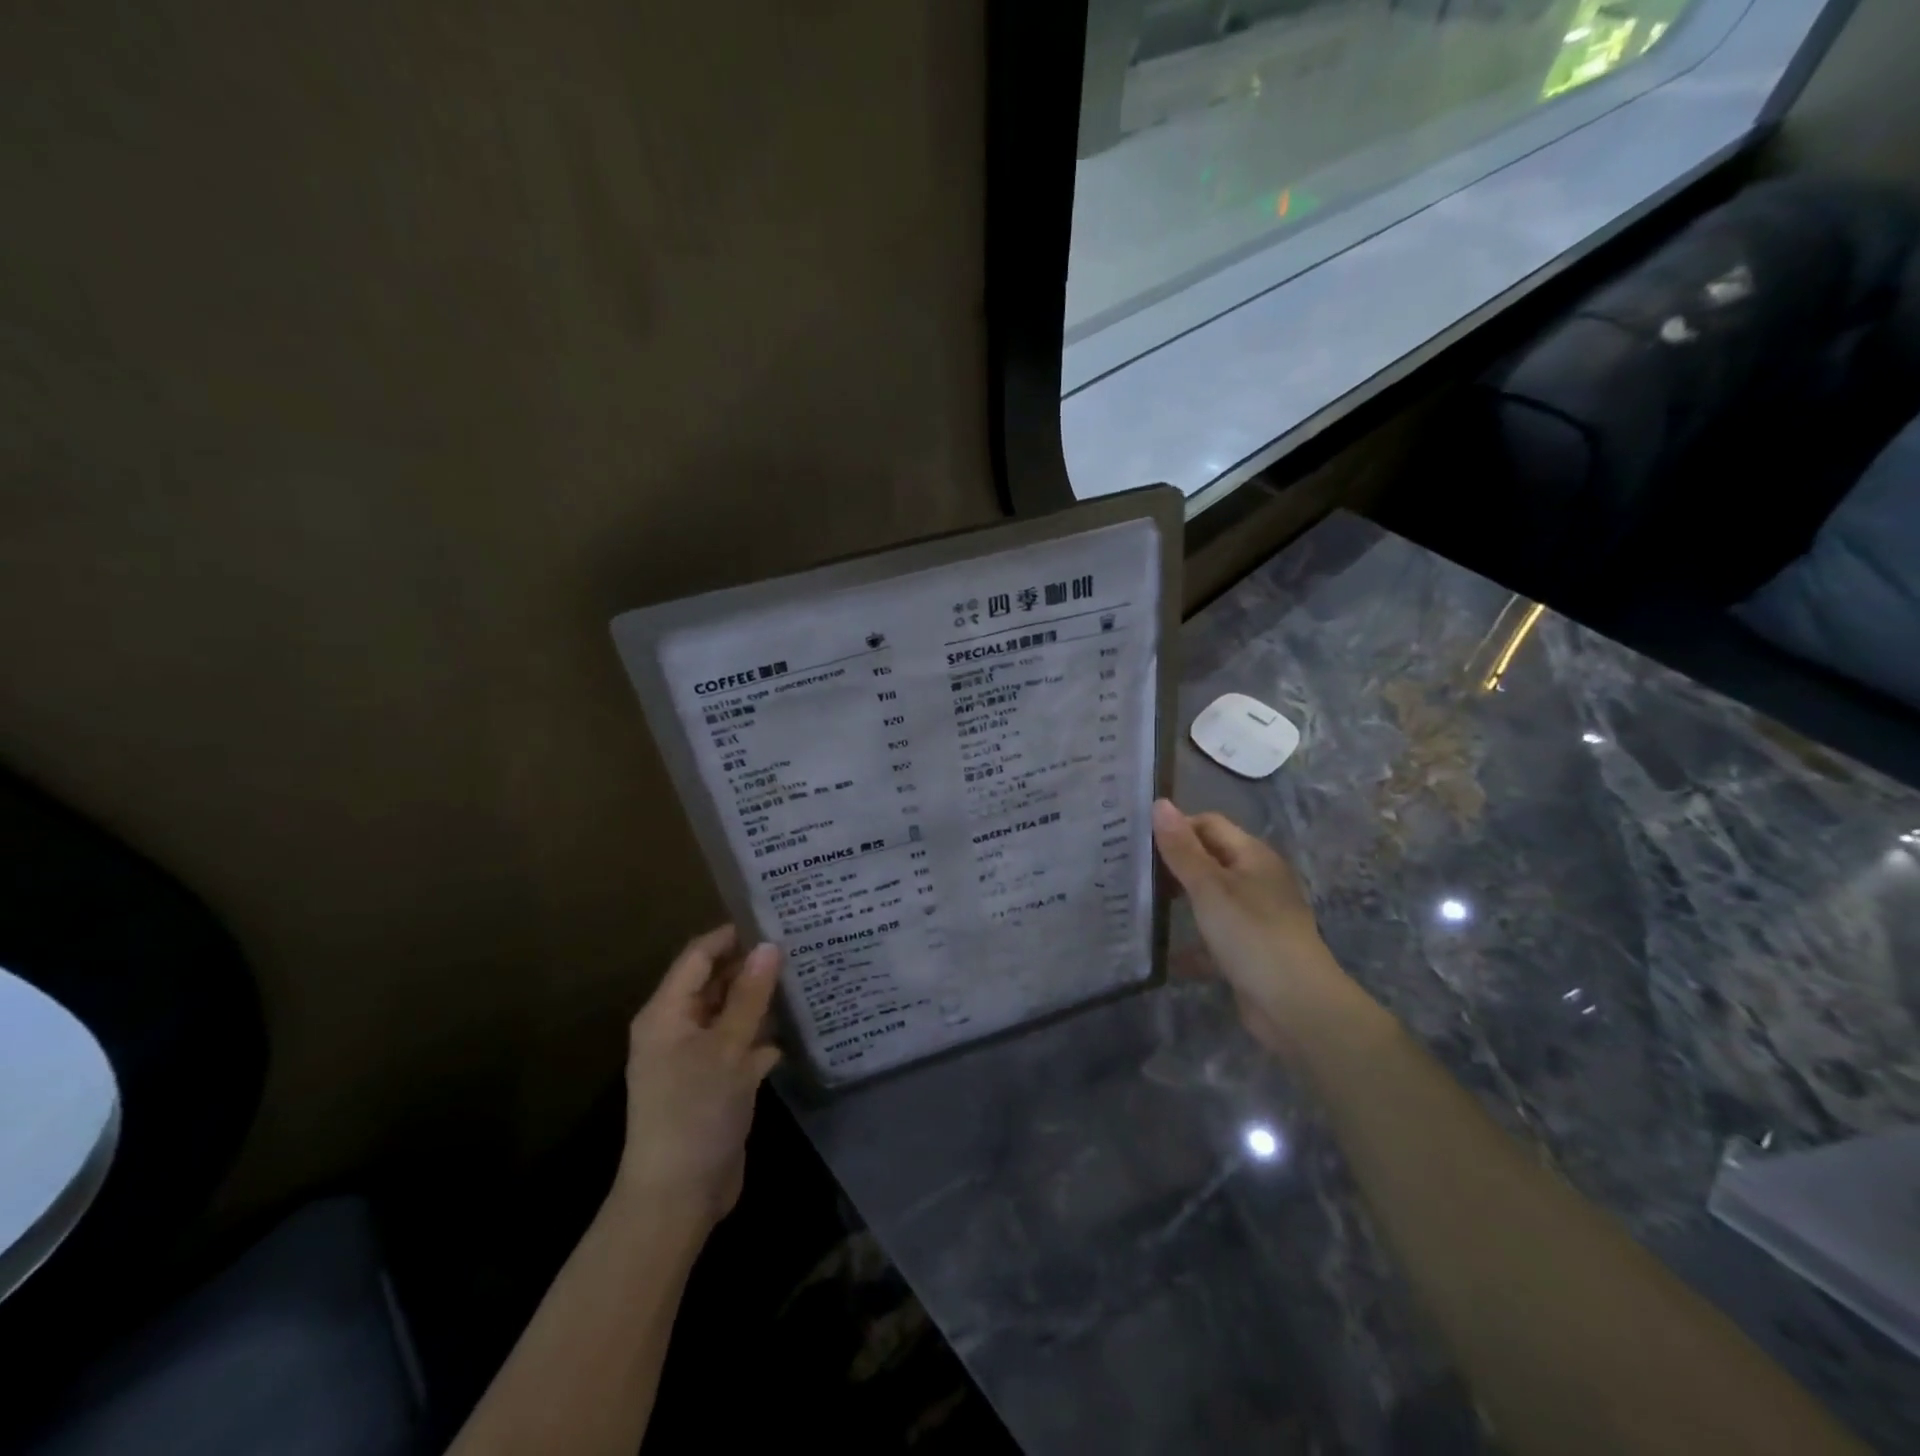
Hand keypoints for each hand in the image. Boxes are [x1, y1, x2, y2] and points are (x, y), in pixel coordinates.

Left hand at [616, 925, 782, 1229]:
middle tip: (799, 945)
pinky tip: (797, 1027)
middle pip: (714, 983)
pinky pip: (739, 1045)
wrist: (677, 1199)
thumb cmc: (695, 1112)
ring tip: (805, 976)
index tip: (775, 919)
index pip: (698, 956)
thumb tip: (769, 945)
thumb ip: (749, 996)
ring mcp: (694, 1058)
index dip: (733, 936)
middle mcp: (677, 1029)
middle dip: (752, 966)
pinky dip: (763, 1036)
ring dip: (761, 1001)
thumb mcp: (727, 1048)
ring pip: (730, 1014)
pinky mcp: (713, 1083)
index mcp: (666, 1014)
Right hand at [1151, 799, 1351, 1054]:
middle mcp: (1257, 880)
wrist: (1296, 1006)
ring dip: (1180, 902)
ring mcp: (1255, 917)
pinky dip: (1191, 943)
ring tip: (1138, 905)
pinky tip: (1163, 953)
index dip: (1176, 827)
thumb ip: (1181, 848)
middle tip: (1131, 871)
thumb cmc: (1251, 935)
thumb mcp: (1209, 887)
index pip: (1208, 824)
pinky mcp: (1249, 951)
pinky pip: (1213, 938)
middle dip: (1173, 864)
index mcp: (1252, 856)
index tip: (1137, 841)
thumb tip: (1159, 803)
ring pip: (1210, 899)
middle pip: (1209, 860)